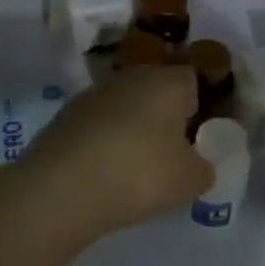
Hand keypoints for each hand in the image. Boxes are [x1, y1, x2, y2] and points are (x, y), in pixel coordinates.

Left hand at [19, 66, 214, 234]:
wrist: (61, 188)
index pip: (193, 79)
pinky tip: (103, 171)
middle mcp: (132, 77)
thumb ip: (204, 169)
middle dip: (163, 115)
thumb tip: (198, 165)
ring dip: (131, 127)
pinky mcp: (65, 115)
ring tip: (133, 166)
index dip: (199, 105)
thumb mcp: (189, 181)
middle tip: (169, 152)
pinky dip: (103, 141)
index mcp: (168, 82)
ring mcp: (94, 94)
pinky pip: (97, 124)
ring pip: (124, 106)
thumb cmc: (139, 174)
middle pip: (156, 89)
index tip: (198, 136)